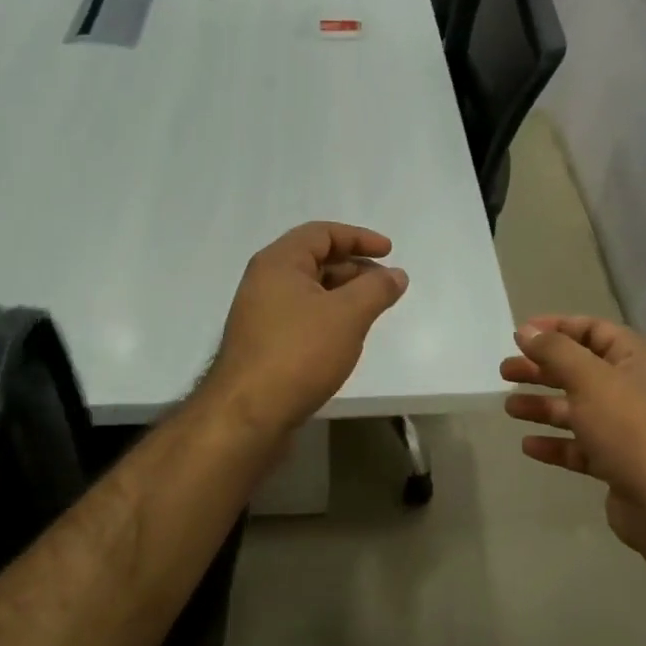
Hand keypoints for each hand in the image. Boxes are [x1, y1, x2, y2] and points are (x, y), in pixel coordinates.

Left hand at [205, 222, 408, 439]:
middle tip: (386, 284)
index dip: (359, 237)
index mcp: (279, 262)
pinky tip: (346, 336)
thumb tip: (396, 274)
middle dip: (354, 267)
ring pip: (309, 291)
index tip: (390, 252)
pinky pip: (302, 316)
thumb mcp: (348, 315)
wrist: (249, 413)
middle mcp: (265, 281)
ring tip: (372, 311)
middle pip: (315, 260)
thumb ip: (376, 289)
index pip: (322, 233)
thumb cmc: (299, 352)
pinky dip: (328, 316)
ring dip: (343, 294)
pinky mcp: (264, 343)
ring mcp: (261, 314)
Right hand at [502, 315, 645, 552]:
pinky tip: (528, 445)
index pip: (593, 330)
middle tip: (505, 372)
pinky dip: (554, 443)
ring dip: (543, 406)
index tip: (521, 334)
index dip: (557, 327)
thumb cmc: (628, 426)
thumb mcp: (589, 378)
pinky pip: (579, 446)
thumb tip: (527, 330)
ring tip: (509, 408)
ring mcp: (625, 428)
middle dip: (541, 369)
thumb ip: (555, 350)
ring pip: (576, 409)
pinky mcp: (616, 461)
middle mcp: (631, 388)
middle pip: (579, 370)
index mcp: (634, 359)